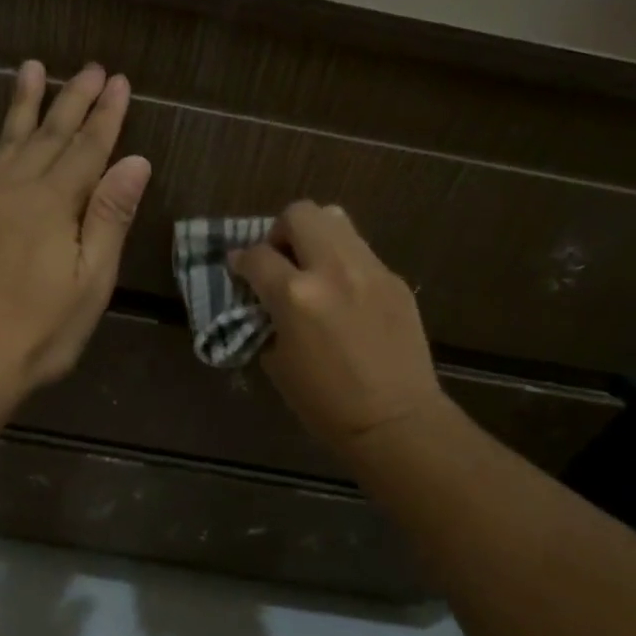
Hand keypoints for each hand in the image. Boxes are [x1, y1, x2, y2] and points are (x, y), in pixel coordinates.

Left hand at [0, 60, 151, 395]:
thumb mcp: (91, 282)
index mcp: (54, 203)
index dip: (106, 115)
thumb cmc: (37, 330)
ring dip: (22, 106)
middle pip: (49, 135)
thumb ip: (109, 216)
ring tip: (31, 69)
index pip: (88, 148)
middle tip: (89, 67)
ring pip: (4, 143)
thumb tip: (135, 161)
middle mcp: (14, 189)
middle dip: (72, 99)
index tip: (118, 81)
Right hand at [230, 201, 444, 457]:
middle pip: (300, 214)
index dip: (241, 261)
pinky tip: (344, 293)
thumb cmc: (325, 404)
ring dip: (314, 237)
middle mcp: (333, 269)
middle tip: (280, 261)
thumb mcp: (277, 362)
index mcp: (296, 295)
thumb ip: (266, 316)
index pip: (256, 255)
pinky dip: (342, 261)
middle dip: (280, 232)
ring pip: (335, 219)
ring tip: (312, 268)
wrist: (396, 421)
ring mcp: (370, 270)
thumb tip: (261, 295)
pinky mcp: (394, 279)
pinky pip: (361, 251)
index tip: (239, 269)